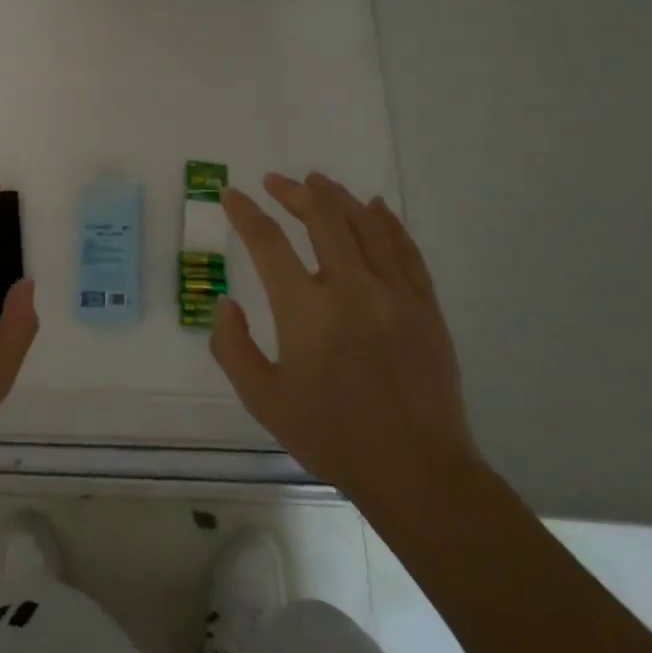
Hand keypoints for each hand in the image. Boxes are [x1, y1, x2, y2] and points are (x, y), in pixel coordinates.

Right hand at [209, 172, 479, 513]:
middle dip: (293, 193)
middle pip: (322, 218)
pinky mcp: (426, 306)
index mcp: (306, 311)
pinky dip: (386, 221)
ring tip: (317, 181)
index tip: (231, 195)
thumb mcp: (264, 400)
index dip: (245, 213)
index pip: (268, 243)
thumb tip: (226, 303)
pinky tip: (374, 206)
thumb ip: (233, 348)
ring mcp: (395, 293)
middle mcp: (351, 289)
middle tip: (275, 182)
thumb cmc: (332, 437)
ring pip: (365, 225)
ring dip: (337, 197)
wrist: (417, 471)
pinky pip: (405, 249)